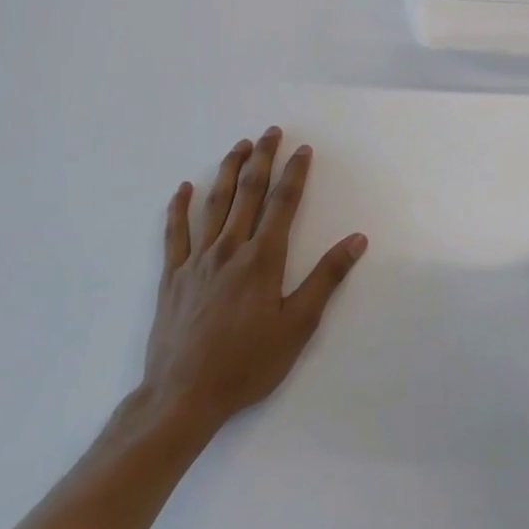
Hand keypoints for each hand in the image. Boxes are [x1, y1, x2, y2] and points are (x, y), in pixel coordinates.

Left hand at [140, 127, 366, 432]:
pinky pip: (174, 233)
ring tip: (239, 146)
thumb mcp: (298, 326)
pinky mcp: (172, 276)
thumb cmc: (248, 363)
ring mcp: (196, 260)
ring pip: (214, 204)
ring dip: (228, 171)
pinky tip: (184, 188)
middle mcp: (229, 249)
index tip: (302, 149)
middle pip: (248, 193)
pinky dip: (178, 207)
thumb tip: (356, 240)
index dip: (294, 173)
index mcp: (262, 259)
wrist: (183, 396)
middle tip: (270, 132)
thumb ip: (326, 279)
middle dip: (262, 159)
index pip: (282, 203)